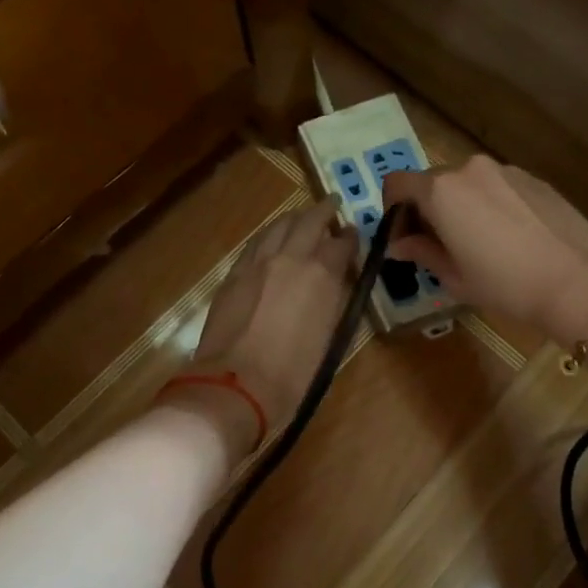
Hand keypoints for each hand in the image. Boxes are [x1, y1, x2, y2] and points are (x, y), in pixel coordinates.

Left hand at [169, 198, 356, 456]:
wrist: (237, 383)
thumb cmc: (293, 372)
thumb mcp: (329, 337)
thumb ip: (333, 300)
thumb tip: (334, 283)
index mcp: (322, 274)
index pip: (342, 244)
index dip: (350, 237)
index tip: (353, 233)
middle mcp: (291, 258)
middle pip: (309, 221)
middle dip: (323, 211)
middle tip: (331, 204)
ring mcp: (258, 262)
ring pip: (278, 226)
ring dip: (293, 218)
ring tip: (301, 215)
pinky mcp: (234, 274)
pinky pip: (255, 243)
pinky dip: (269, 235)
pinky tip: (270, 238)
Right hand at [382, 156, 587, 341]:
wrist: (575, 281)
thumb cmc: (504, 284)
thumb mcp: (454, 276)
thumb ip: (422, 252)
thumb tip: (399, 244)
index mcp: (441, 191)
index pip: (397, 183)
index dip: (392, 209)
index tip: (403, 237)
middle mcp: (469, 169)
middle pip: (432, 181)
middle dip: (427, 208)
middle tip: (438, 244)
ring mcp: (505, 170)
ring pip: (467, 183)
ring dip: (461, 205)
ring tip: (478, 241)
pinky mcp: (533, 178)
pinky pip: (497, 186)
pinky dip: (491, 203)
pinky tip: (509, 236)